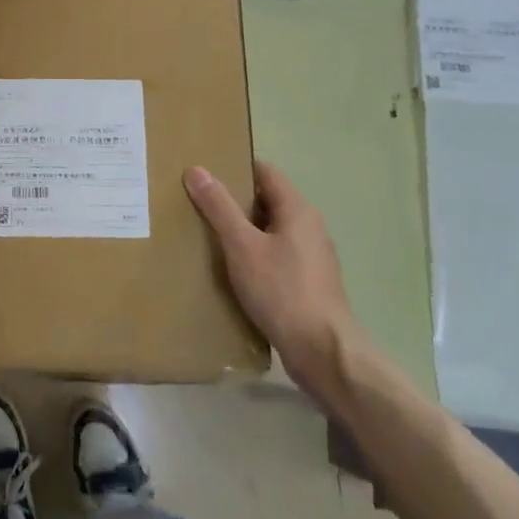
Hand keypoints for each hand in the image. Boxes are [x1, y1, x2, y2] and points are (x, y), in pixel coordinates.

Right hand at [185, 161, 363, 400]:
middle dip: (235, 200)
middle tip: (198, 203)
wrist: (321, 350)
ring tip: (208, 235)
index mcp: (298, 210)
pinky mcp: (308, 282)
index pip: (265, 172)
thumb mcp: (242, 246)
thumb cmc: (281, 291)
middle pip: (268, 200)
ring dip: (243, 230)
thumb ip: (219, 207)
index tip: (205, 172)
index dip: (236, 168)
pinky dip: (254, 254)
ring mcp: (311, 256)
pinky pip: (276, 255)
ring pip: (271, 230)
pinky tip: (232, 269)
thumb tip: (197, 170)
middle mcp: (310, 227)